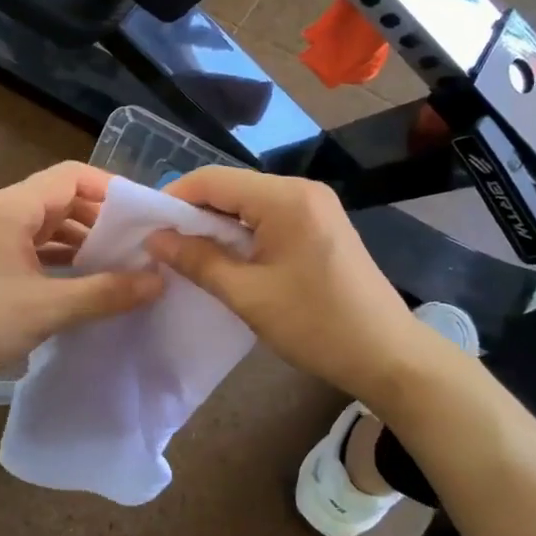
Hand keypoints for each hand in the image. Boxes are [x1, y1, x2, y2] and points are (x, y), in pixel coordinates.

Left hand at [0, 162, 163, 380]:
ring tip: (119, 262)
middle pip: (61, 198)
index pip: (71, 176)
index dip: (110, 188)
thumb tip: (159, 280)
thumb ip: (106, 292)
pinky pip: (36, 247)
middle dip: (100, 217)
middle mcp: (2, 213)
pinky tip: (86, 280)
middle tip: (138, 241)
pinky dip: (63, 257)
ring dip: (83, 239)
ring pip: (49, 225)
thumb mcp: (49, 307)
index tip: (142, 213)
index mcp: (12, 207)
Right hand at [146, 168, 434, 405]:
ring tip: (188, 254)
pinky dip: (242, 232)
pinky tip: (226, 257)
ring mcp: (315, 205)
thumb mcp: (247, 295)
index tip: (146, 227)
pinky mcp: (321, 224)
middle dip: (194, 212)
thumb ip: (198, 260)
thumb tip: (155, 239)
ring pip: (249, 202)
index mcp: (284, 198)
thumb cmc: (315, 324)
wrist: (388, 355)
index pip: (213, 179)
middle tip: (163, 244)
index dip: (174, 197)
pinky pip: (269, 216)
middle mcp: (300, 189)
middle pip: (231, 187)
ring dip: (217, 224)